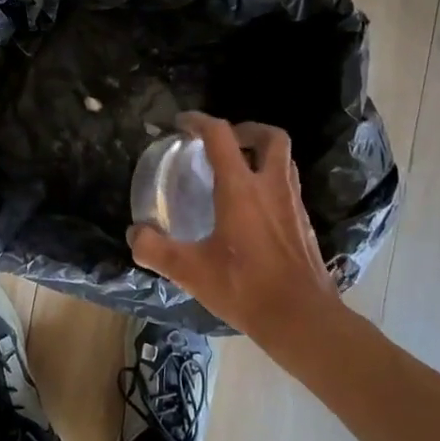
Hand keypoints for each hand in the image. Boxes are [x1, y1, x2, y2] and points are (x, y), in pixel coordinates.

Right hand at [128, 113, 340, 342]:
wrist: (301, 318)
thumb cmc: (244, 288)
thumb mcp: (190, 271)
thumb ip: (156, 250)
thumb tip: (134, 234)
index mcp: (241, 189)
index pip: (221, 136)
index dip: (199, 122)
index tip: (182, 124)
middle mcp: (271, 187)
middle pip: (270, 137)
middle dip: (246, 129)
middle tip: (224, 142)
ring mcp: (293, 204)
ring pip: (284, 160)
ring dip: (262, 154)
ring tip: (238, 170)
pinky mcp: (304, 224)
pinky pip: (288, 186)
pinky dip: (271, 181)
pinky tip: (254, 208)